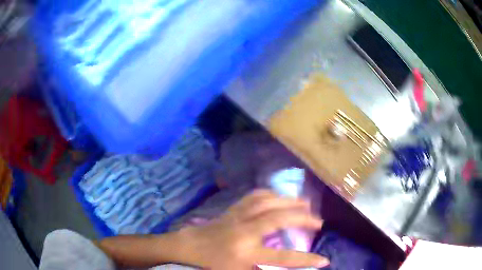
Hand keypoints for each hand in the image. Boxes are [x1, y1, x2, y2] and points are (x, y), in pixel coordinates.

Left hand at [177, 190, 328, 269]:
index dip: (306, 260)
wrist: (187, 247)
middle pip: (279, 218)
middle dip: (303, 218)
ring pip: (268, 201)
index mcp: (246, 251)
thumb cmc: (210, 264)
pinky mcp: (233, 209)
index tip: (325, 261)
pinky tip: (278, 196)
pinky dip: (271, 194)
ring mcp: (238, 216)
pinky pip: (254, 196)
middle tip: (318, 221)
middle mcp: (245, 230)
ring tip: (305, 203)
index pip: (283, 257)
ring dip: (289, 201)